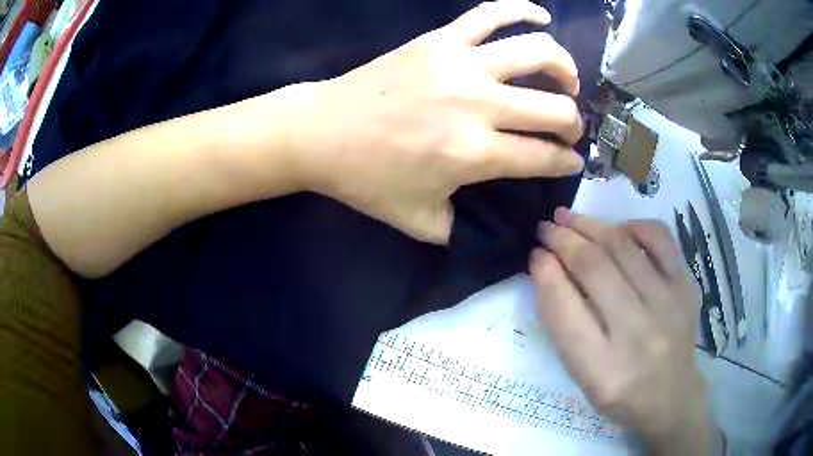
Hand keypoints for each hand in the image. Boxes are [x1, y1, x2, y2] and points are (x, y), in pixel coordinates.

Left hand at [286, 0, 583, 243]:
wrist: (320, 132)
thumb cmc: (365, 179)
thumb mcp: (418, 222)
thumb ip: (461, 228)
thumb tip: (487, 223)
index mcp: (474, 154)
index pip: (544, 157)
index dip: (567, 162)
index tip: (573, 161)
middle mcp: (478, 104)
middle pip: (553, 109)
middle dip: (573, 123)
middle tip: (569, 128)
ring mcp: (460, 63)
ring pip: (536, 51)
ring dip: (564, 67)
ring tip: (566, 80)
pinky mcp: (440, 39)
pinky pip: (490, 13)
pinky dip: (522, 9)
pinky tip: (542, 15)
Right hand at [531, 208, 709, 452]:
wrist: (671, 394)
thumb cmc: (619, 388)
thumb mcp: (581, 373)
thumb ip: (563, 322)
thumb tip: (547, 264)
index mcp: (602, 369)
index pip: (565, 311)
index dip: (545, 274)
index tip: (535, 254)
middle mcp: (638, 334)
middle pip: (595, 269)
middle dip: (563, 240)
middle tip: (546, 227)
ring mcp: (668, 306)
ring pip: (623, 247)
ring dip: (590, 226)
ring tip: (570, 218)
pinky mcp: (687, 287)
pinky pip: (660, 238)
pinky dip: (634, 226)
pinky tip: (618, 229)